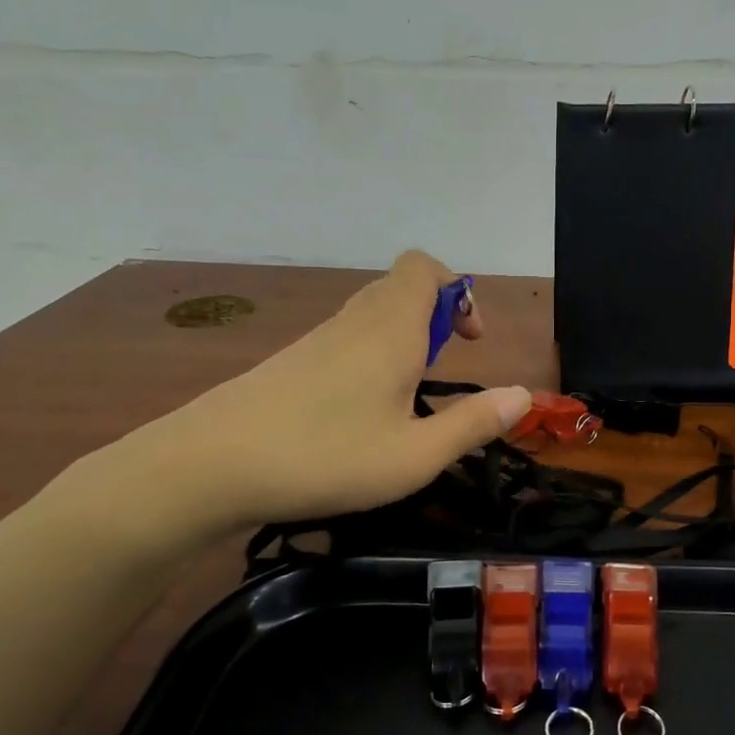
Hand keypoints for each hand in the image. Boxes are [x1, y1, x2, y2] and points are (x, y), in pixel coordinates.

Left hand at [89, 251, 530, 544]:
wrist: (211, 466)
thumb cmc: (327, 457)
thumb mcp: (416, 455)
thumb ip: (474, 423)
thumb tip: (523, 395)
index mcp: (391, 330)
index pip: (425, 268)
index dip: (458, 291)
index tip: (471, 341)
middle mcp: (355, 322)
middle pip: (401, 286)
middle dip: (435, 316)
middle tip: (443, 370)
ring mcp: (317, 340)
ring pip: (371, 313)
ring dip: (403, 339)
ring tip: (408, 398)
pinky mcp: (290, 363)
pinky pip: (345, 338)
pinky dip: (370, 357)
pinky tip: (362, 412)